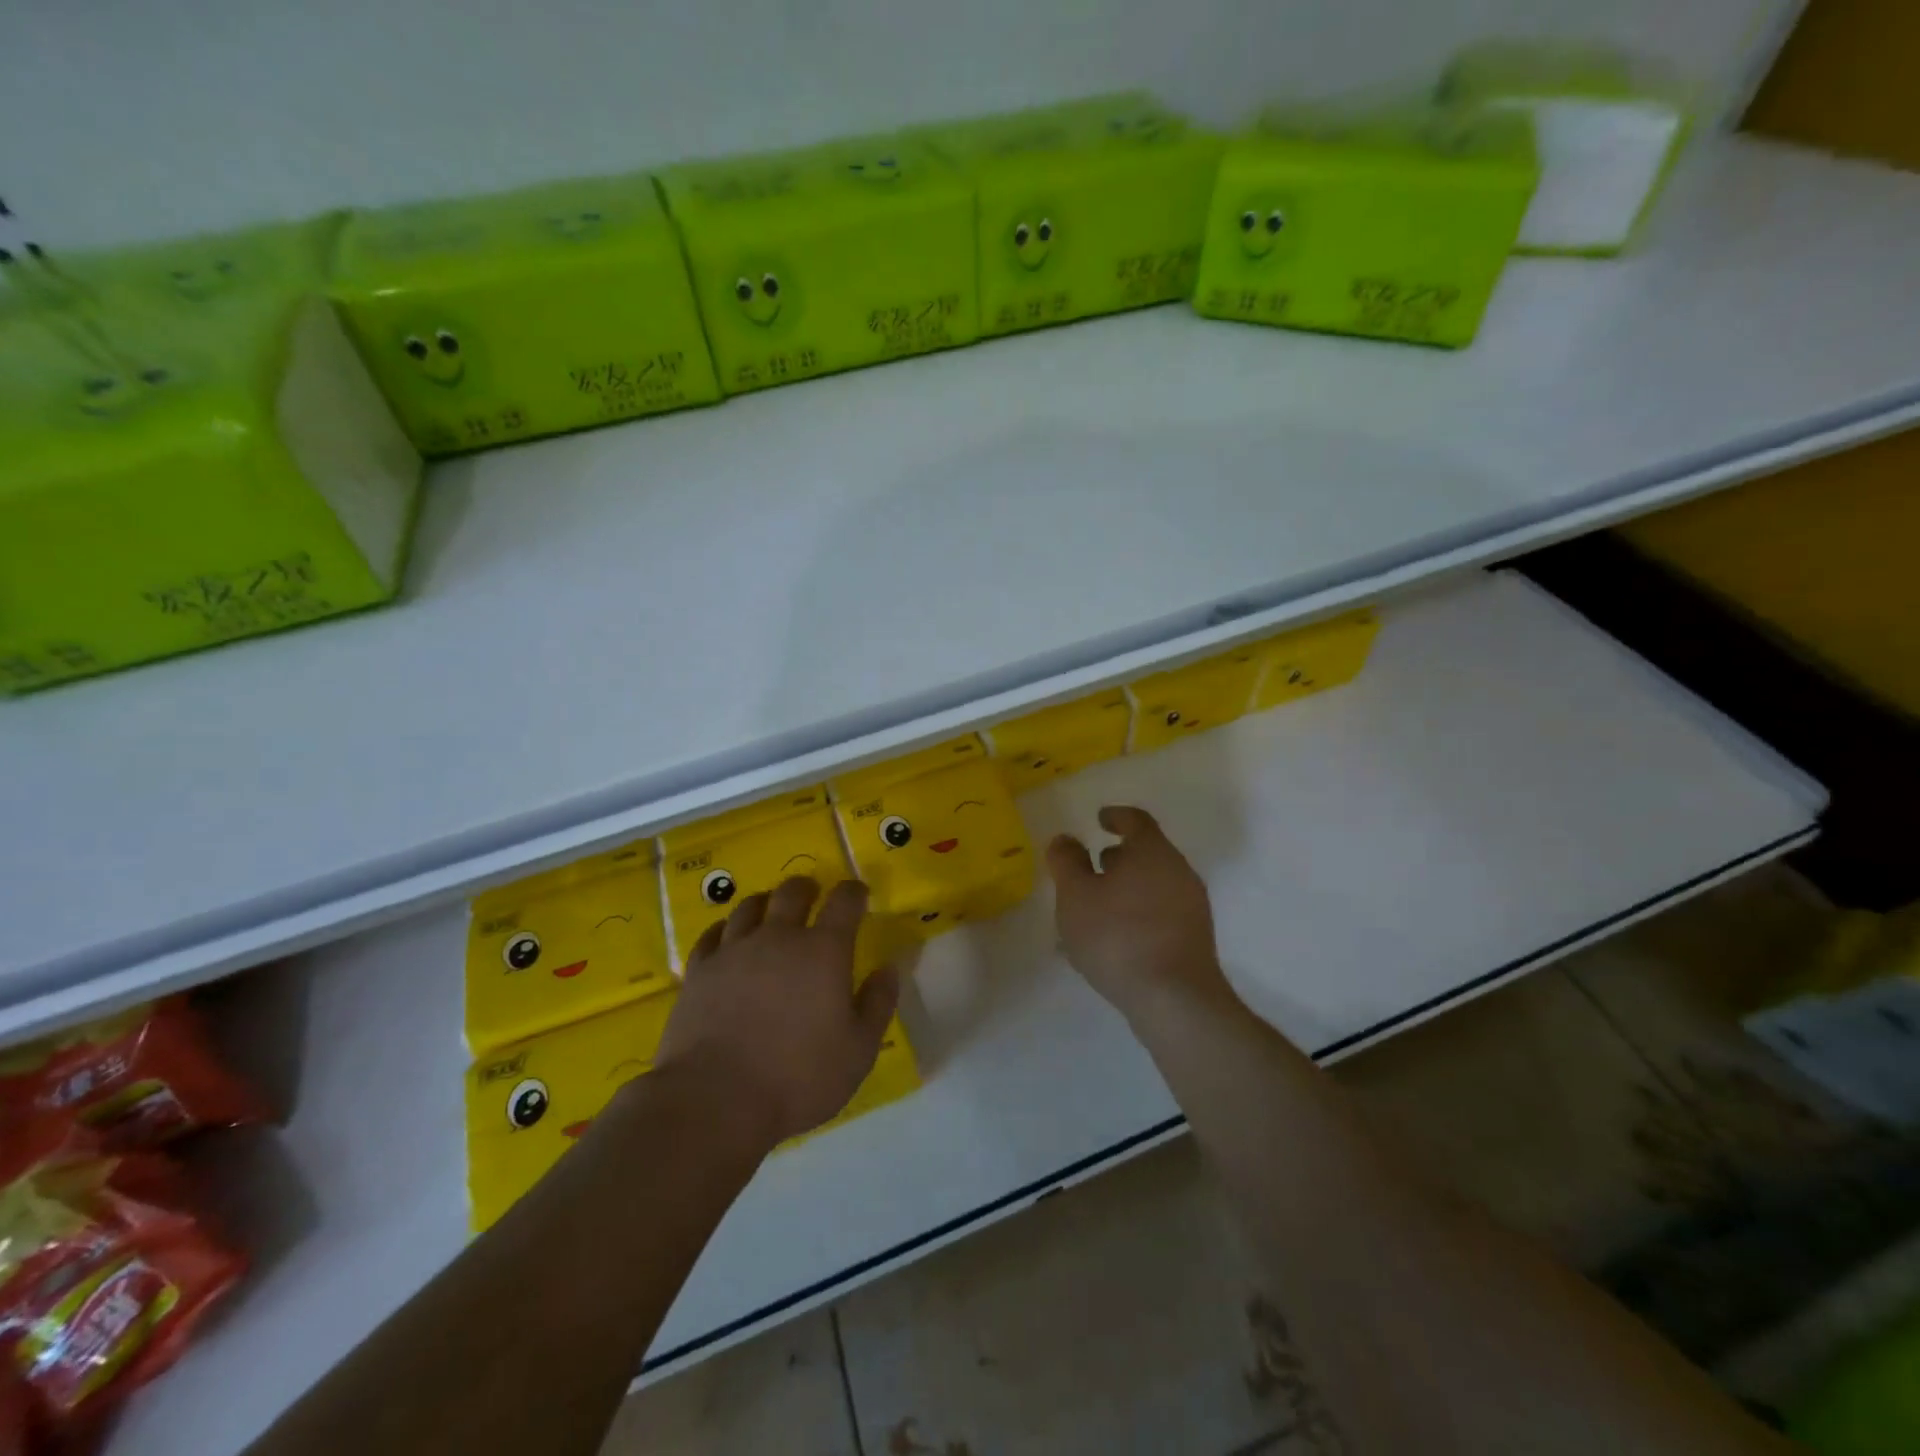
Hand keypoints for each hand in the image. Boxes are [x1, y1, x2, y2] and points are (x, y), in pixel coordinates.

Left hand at [654, 877, 898, 1148]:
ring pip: (749, 906)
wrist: (715, 1100)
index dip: (853, 892)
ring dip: (766, 902)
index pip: (844, 901)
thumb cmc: (799, 1077)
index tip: (858, 894)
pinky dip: (725, 929)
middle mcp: (779, 937)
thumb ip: (878, 1003)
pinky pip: (712, 934)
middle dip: (807, 888)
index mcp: (824, 950)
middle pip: (792, 892)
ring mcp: (734, 951)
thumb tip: (888, 968)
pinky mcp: (699, 971)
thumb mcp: (858, 1050)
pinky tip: (727, 937)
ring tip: (769, 909)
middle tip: (812, 894)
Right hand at [1046, 806, 1233, 1024]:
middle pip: (1148, 853)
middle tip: (1090, 868)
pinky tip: (1113, 941)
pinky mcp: (1194, 939)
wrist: (1174, 1000)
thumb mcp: (1075, 895)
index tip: (1099, 819)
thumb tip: (1066, 839)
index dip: (1116, 816)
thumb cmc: (1118, 936)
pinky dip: (1136, 915)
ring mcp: (1192, 907)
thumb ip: (1067, 862)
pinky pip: (1160, 914)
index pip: (1137, 820)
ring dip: (1125, 890)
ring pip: (1153, 886)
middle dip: (1117, 858)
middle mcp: (1179, 872)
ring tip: (1094, 911)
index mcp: (1153, 852)